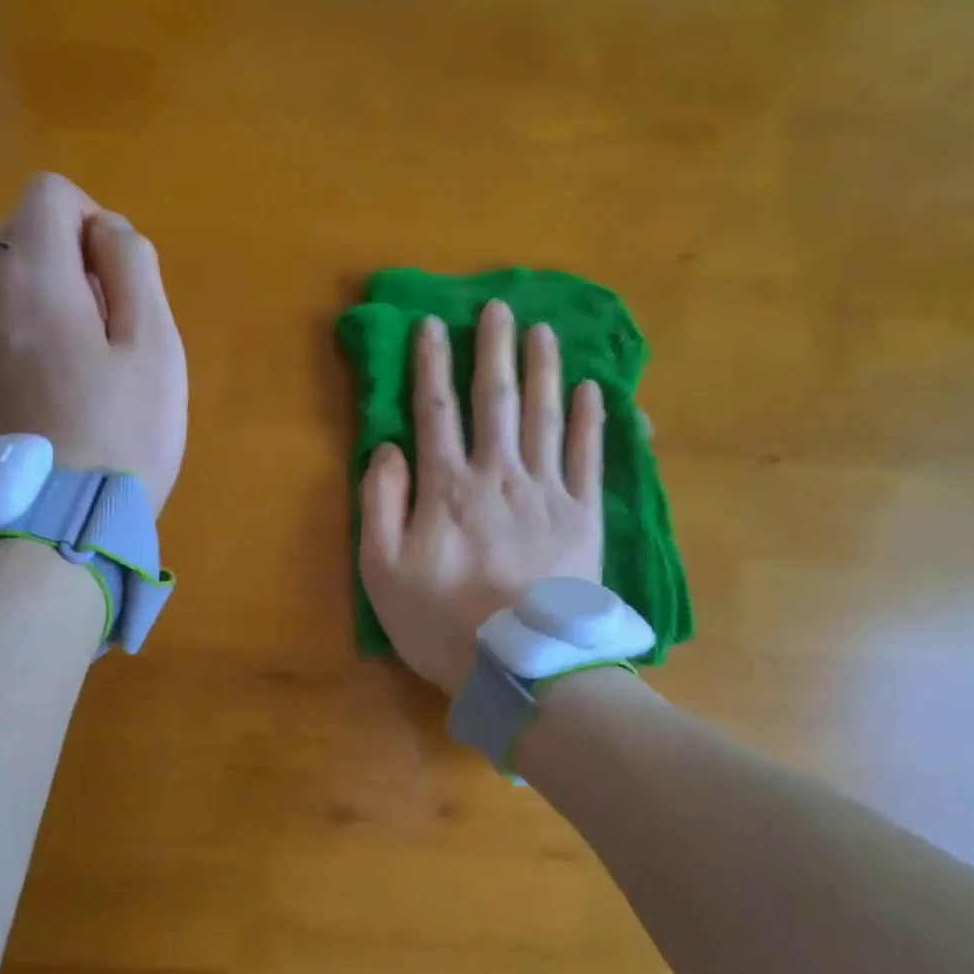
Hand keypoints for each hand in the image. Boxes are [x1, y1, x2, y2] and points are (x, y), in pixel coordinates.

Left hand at [0, 173, 187, 513]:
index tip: (120, 281)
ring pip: (7, 286)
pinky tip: (52, 396)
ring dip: (49, 305)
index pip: (50, 192)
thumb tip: (109, 231)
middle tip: (111, 336)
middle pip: (24, 238)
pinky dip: (24, 339)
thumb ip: (135, 269)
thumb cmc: (120, 435)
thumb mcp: (154, 347)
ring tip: (84, 373)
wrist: (52, 527)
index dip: (95, 221)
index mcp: (31, 275)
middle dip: (73, 265)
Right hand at [358, 300, 604, 696]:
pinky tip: (594, 391)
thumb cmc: (441, 623)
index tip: (431, 325)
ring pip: (544, 416)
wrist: (521, 666)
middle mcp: (499, 475)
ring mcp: (547, 493)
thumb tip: (388, 448)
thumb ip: (379, 504)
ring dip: (543, 370)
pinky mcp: (583, 517)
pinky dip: (591, 421)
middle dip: (492, 350)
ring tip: (543, 332)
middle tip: (497, 307)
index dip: (430, 365)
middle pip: (494, 401)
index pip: (435, 412)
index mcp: (447, 488)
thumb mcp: (382, 572)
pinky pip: (588, 457)